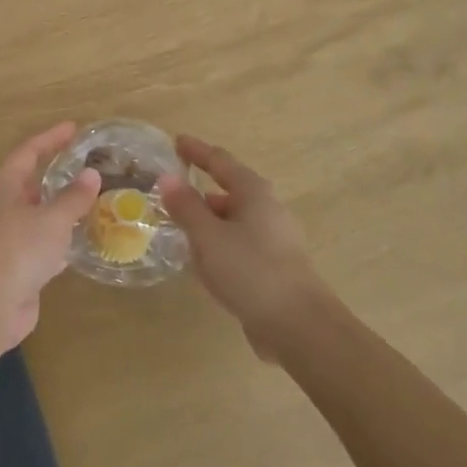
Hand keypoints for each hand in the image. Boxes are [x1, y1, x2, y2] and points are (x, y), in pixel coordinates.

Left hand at [0, 122, 99, 355]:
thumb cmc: (18, 249)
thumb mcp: (52, 219)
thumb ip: (73, 197)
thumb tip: (91, 174)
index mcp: (2, 186)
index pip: (28, 152)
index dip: (51, 138)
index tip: (74, 128)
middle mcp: (0, 207)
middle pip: (30, 183)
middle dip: (56, 174)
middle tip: (87, 165)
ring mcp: (6, 238)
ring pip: (37, 215)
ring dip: (60, 209)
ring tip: (91, 200)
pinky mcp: (15, 265)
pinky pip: (41, 244)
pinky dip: (60, 240)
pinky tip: (82, 241)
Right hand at [160, 136, 332, 359]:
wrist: (299, 326)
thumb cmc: (251, 270)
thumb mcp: (208, 236)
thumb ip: (186, 207)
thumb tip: (168, 178)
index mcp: (253, 193)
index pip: (220, 161)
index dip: (197, 151)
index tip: (176, 141)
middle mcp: (266, 210)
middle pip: (229, 190)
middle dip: (201, 189)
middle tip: (170, 189)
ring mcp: (273, 240)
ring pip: (233, 220)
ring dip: (207, 219)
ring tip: (178, 225)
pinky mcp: (272, 267)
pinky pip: (237, 244)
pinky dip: (217, 243)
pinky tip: (201, 259)